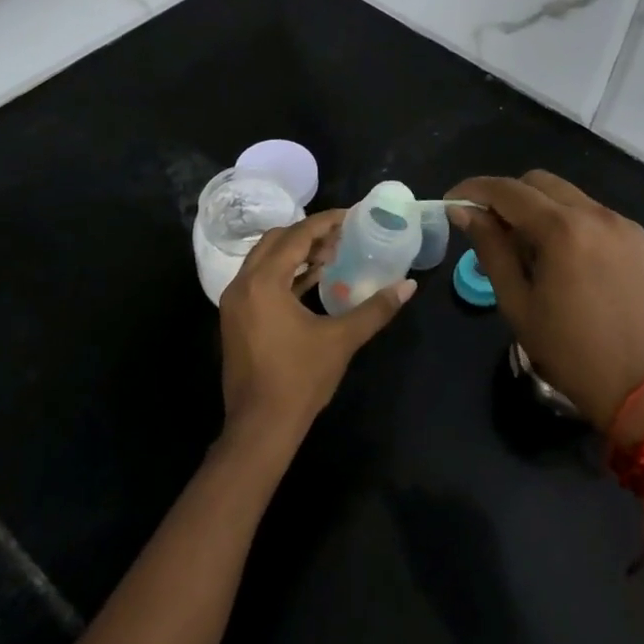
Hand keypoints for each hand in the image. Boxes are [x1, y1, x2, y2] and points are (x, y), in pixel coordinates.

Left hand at [217, 210, 414, 456]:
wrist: (260, 428)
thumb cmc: (299, 380)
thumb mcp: (342, 340)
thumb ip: (375, 309)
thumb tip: (408, 286)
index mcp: (263, 283)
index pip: (296, 237)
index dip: (325, 223)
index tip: (351, 216)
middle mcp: (242, 285)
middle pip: (276, 241)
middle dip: (308, 234)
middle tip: (342, 236)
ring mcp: (235, 303)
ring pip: (264, 260)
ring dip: (295, 253)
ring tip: (331, 256)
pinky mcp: (236, 319)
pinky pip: (259, 281)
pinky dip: (284, 274)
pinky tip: (312, 281)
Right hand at [446, 171, 643, 433]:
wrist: (640, 389)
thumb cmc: (567, 351)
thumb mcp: (517, 302)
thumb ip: (490, 248)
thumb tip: (462, 210)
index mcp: (563, 230)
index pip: (508, 190)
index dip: (474, 189)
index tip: (453, 200)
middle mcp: (598, 214)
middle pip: (540, 182)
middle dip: (509, 197)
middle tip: (493, 230)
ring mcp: (625, 225)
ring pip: (571, 197)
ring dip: (543, 211)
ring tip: (534, 253)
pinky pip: (598, 217)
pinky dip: (574, 226)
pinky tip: (572, 263)